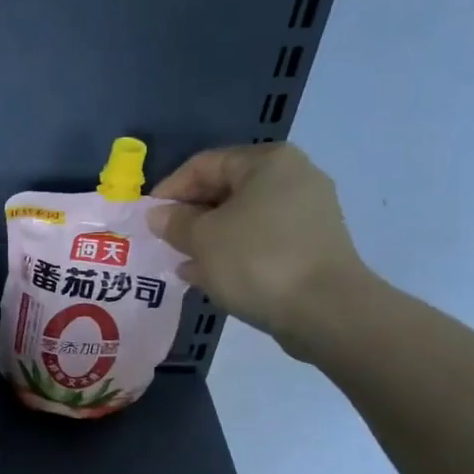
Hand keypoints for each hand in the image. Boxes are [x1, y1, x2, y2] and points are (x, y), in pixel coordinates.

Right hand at [149, 144, 370, 357]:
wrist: (326, 311)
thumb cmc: (257, 260)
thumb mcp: (202, 239)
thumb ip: (175, 223)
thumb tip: (159, 215)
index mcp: (268, 162)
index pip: (204, 164)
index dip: (170, 190)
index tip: (147, 219)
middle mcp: (293, 178)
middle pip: (225, 190)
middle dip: (190, 217)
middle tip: (163, 242)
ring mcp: (307, 214)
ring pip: (242, 220)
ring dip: (208, 239)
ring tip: (181, 262)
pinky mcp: (311, 247)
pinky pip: (260, 242)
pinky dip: (233, 254)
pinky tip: (208, 277)